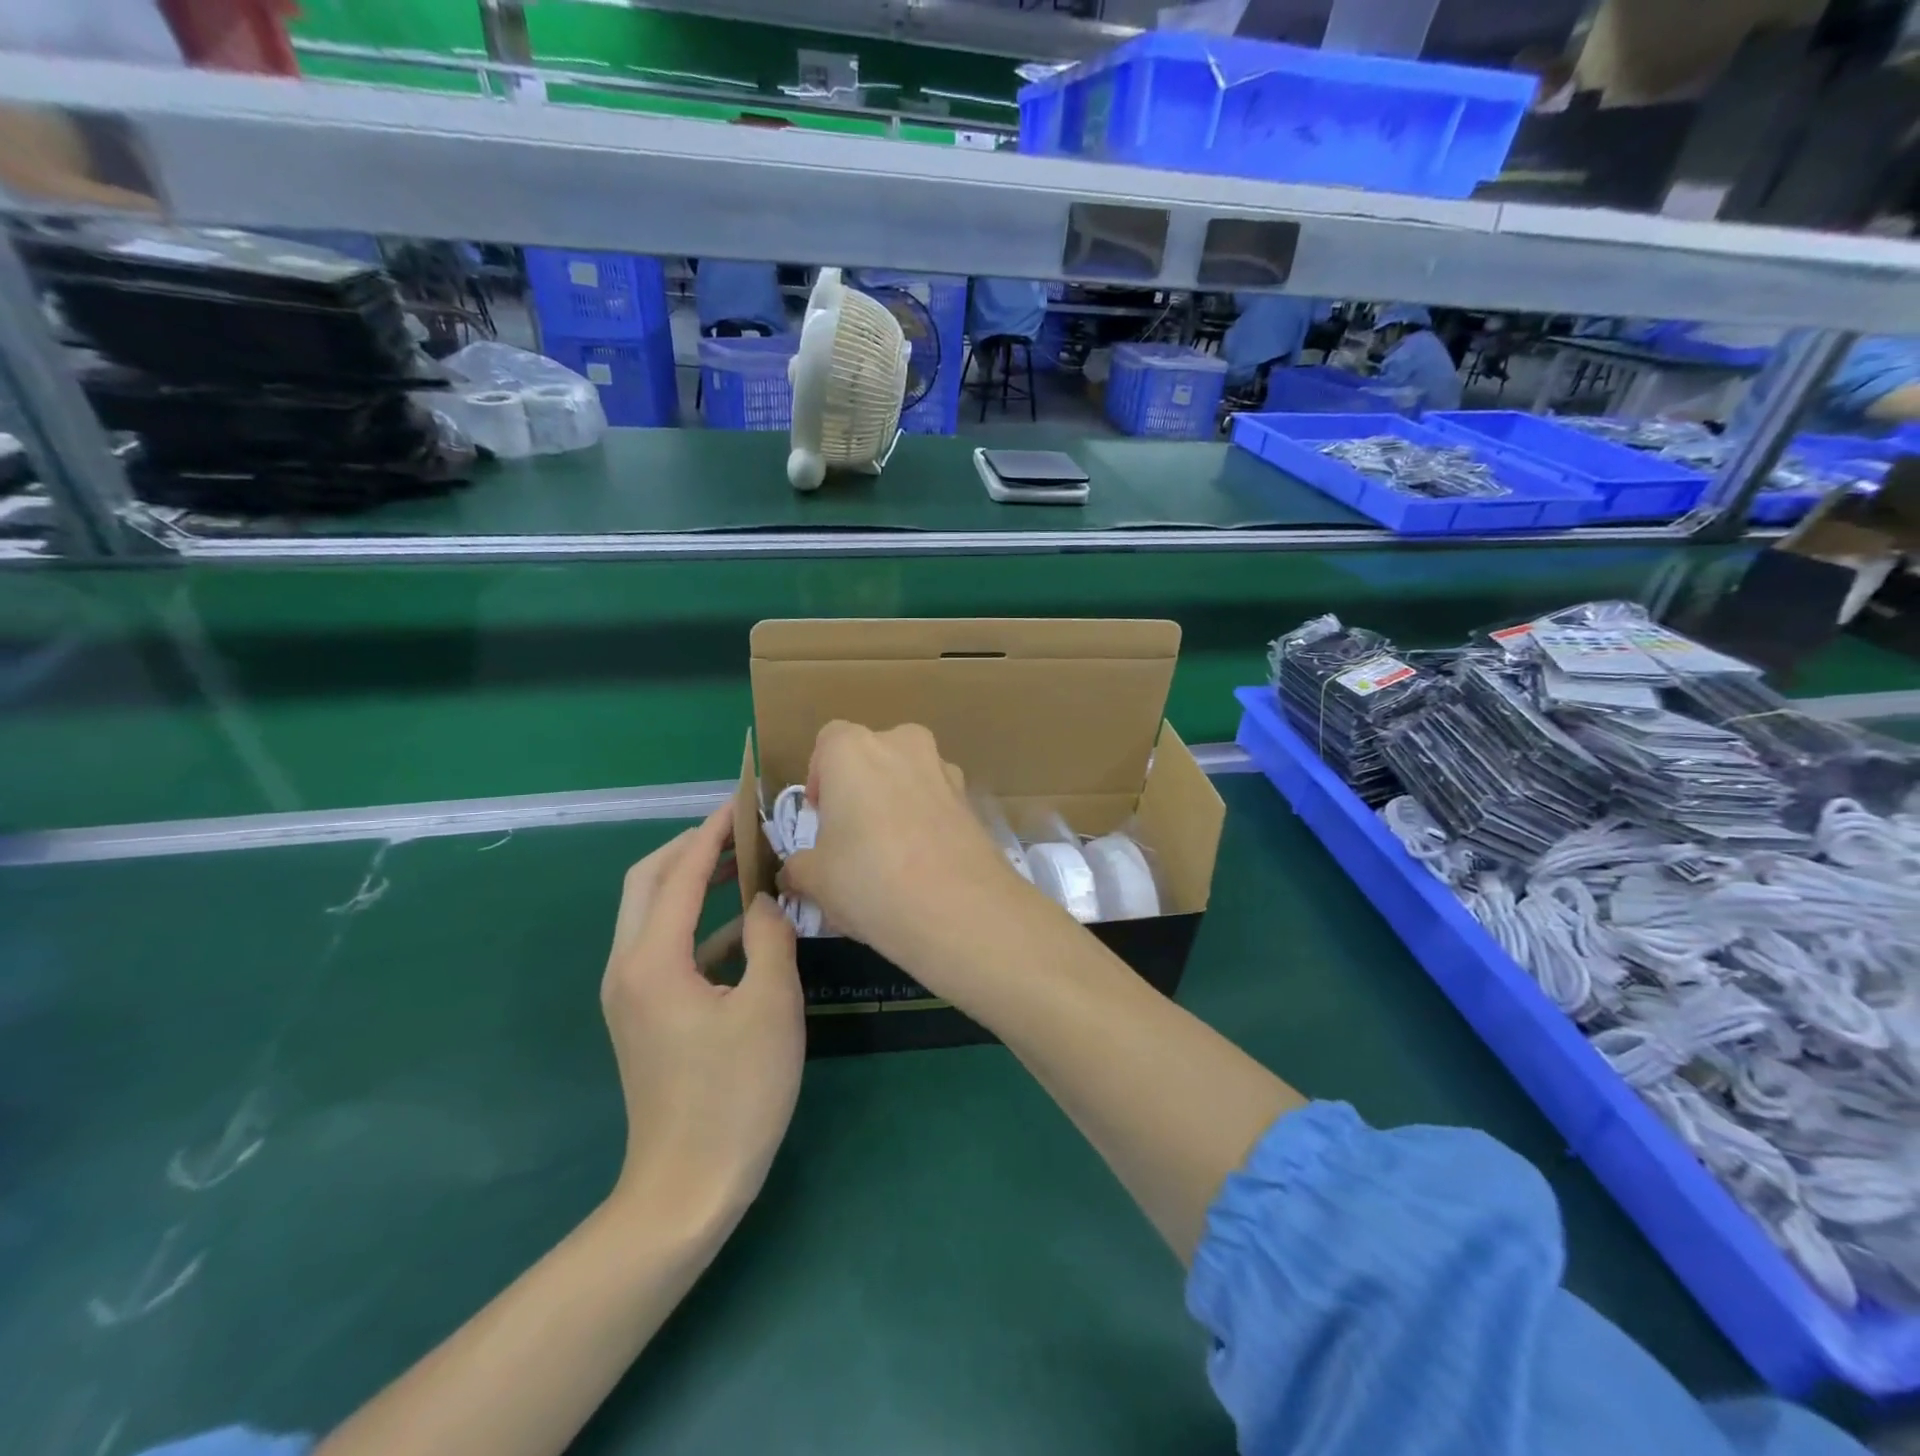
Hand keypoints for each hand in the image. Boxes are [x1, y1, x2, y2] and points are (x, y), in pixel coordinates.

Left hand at [601, 807, 803, 1228]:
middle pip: (648, 880)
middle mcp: (627, 966)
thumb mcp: (770, 1006)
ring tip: (745, 863)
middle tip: (741, 828)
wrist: (686, 1189)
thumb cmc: (735, 1095)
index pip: (681, 871)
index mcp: (652, 960)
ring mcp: (629, 991)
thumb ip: (769, 937)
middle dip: (691, 845)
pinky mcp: (643, 1012)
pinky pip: (665, 944)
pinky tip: (744, 928)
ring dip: (693, 880)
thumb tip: (764, 899)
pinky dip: (699, 922)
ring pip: (652, 911)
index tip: (744, 800)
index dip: (713, 831)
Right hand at [781, 721, 1036, 976]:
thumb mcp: (815, 880)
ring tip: (892, 855)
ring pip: (910, 776)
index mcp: (853, 749)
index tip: (821, 818)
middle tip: (853, 837)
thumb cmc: (869, 880)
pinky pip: (938, 802)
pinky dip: (928, 821)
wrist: (960, 908)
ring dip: (897, 802)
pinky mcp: (973, 800)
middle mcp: (902, 744)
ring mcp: (944, 768)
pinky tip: (925, 865)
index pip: (828, 742)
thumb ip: (798, 867)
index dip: (820, 778)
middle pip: (873, 756)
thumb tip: (794, 873)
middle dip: (861, 788)